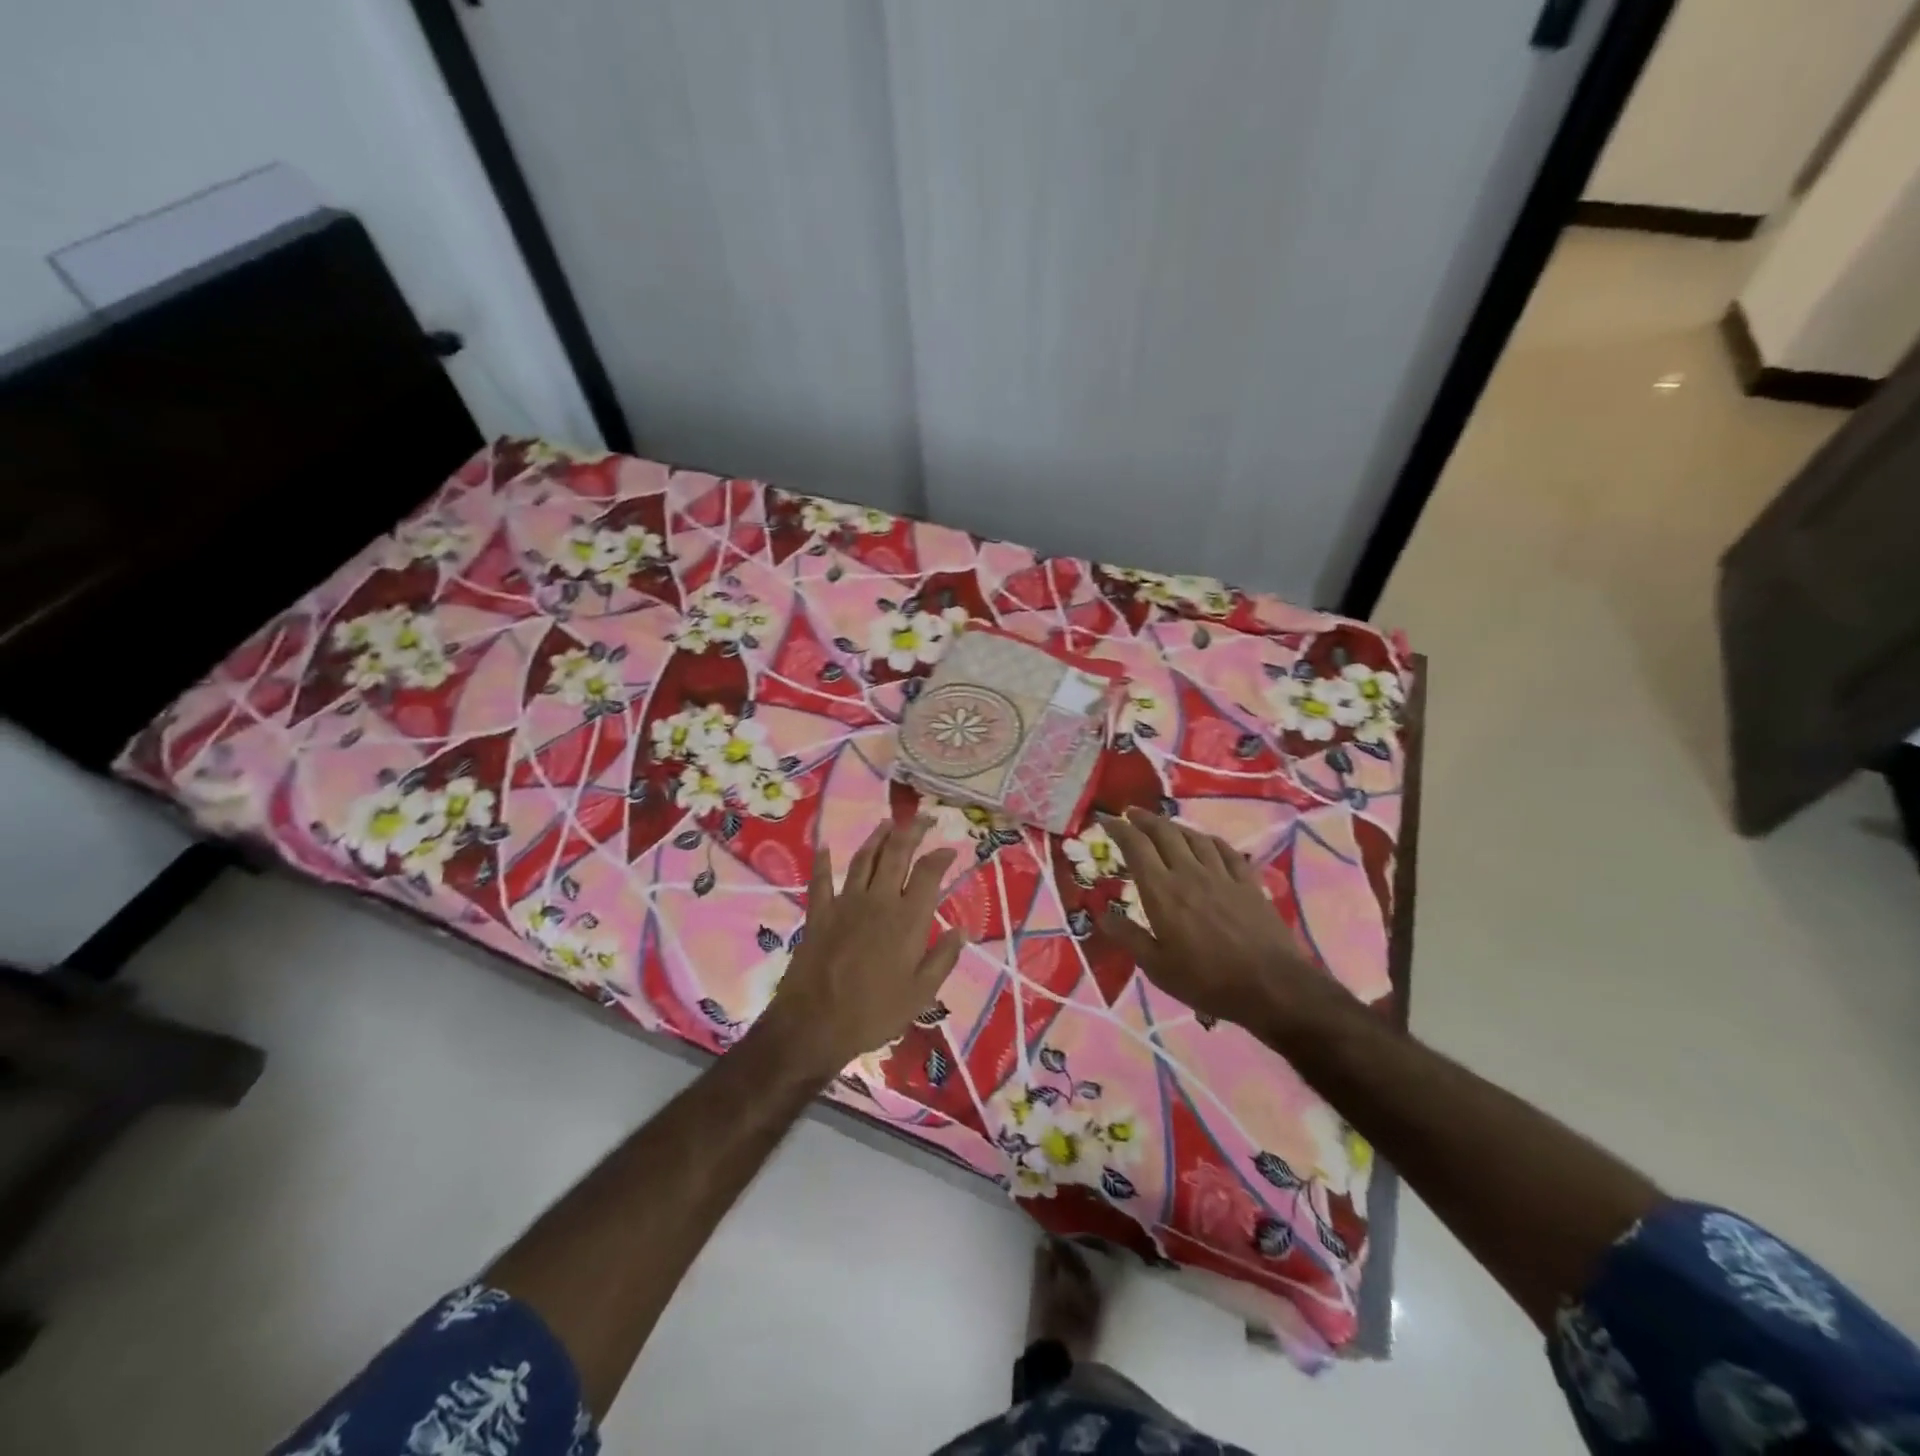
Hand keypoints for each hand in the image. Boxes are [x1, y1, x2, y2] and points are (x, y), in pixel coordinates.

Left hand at [752, 815, 966, 1082]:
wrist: (814, 1024)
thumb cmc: (874, 1013)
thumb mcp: (921, 994)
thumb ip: (943, 958)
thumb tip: (961, 930)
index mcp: (907, 919)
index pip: (928, 873)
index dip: (940, 856)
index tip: (949, 849)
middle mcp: (878, 900)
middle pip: (897, 854)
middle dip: (912, 831)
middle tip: (924, 818)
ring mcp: (845, 903)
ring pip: (864, 859)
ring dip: (877, 838)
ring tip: (888, 823)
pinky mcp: (819, 913)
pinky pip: (821, 880)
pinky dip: (822, 862)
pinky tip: (824, 847)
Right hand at [1096, 809, 1341, 1034]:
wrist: (1271, 986)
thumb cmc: (1207, 981)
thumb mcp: (1157, 967)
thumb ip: (1129, 936)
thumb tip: (1101, 913)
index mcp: (1162, 892)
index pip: (1136, 847)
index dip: (1119, 829)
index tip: (1107, 820)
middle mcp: (1189, 873)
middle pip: (1164, 833)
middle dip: (1145, 819)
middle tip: (1132, 814)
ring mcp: (1221, 875)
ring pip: (1194, 837)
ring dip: (1175, 826)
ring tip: (1164, 825)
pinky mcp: (1247, 882)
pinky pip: (1225, 850)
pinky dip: (1209, 840)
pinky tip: (1206, 841)